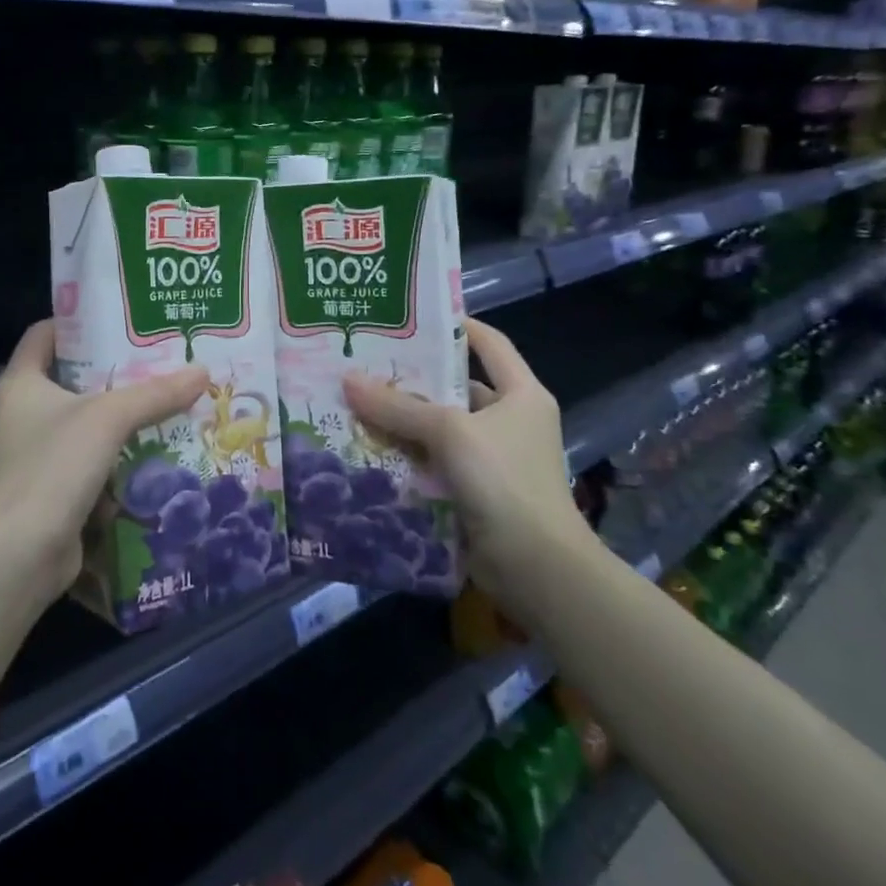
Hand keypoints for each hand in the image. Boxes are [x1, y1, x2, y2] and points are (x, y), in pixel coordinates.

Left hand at [0, 322, 206, 670]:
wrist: (16, 558)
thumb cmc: (51, 468)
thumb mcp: (107, 419)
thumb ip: (154, 394)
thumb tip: (202, 371)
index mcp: (21, 383)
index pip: (47, 333)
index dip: (81, 320)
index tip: (125, 316)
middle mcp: (22, 414)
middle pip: (73, 378)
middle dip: (117, 371)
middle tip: (164, 358)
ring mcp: (36, 455)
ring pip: (87, 423)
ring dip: (124, 416)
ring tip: (171, 399)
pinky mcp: (53, 491)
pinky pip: (92, 461)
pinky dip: (121, 456)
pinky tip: (160, 450)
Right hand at [342, 318, 595, 613]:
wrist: (537, 568)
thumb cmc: (504, 481)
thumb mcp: (449, 432)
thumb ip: (398, 407)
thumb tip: (347, 380)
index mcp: (521, 394)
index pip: (488, 343)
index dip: (454, 325)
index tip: (409, 316)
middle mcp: (509, 420)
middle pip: (455, 387)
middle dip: (411, 379)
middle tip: (365, 363)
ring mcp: (492, 459)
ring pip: (439, 428)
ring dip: (403, 421)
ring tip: (356, 402)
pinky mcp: (474, 491)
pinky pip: (433, 462)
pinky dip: (405, 456)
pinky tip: (368, 447)